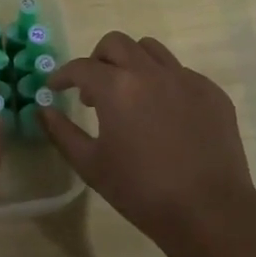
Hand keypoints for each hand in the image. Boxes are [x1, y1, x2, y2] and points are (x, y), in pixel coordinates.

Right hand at [42, 33, 255, 256]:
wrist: (209, 212)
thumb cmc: (142, 191)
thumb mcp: (91, 165)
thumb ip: (61, 132)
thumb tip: (43, 110)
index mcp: (117, 87)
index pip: (81, 67)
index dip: (63, 76)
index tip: (55, 89)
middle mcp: (151, 72)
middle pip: (116, 44)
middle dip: (97, 60)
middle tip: (92, 89)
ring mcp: (186, 79)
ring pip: (151, 50)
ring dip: (131, 63)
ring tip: (129, 93)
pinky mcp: (212, 92)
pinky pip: (180, 73)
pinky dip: (163, 82)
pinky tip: (163, 114)